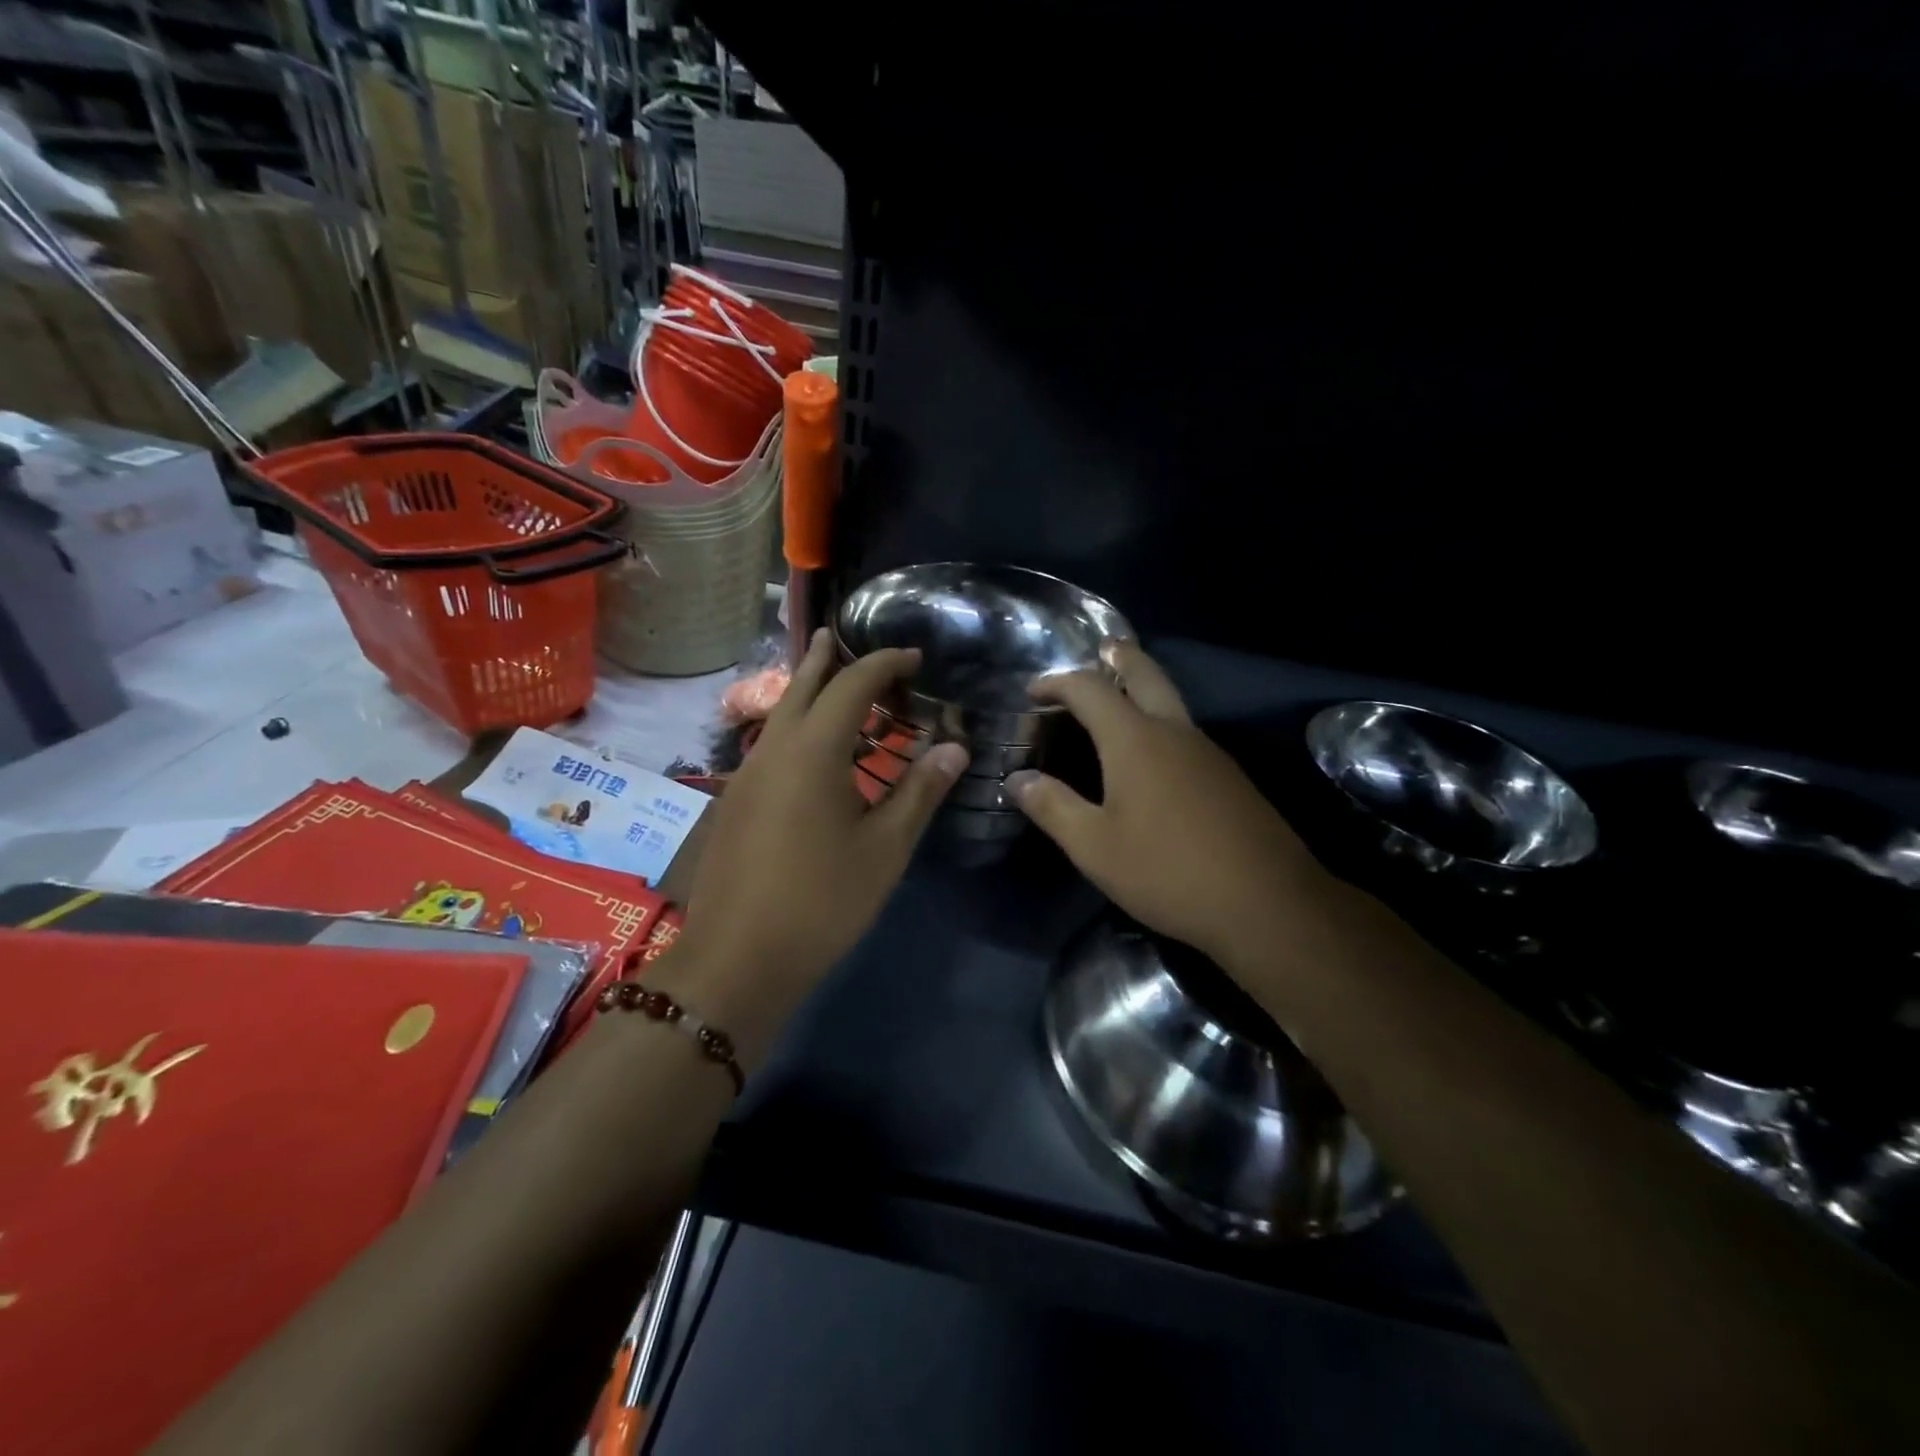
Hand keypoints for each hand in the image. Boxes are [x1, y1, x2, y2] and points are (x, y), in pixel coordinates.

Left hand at [666, 630, 968, 1056]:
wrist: (737, 960)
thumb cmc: (822, 901)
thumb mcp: (885, 848)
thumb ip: (920, 791)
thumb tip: (955, 748)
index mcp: (813, 750)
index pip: (851, 685)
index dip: (884, 664)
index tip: (914, 658)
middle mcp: (773, 749)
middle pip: (800, 686)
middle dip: (825, 659)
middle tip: (841, 637)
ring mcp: (746, 776)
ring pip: (779, 715)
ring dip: (806, 694)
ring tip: (829, 685)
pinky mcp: (734, 803)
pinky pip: (769, 745)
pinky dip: (795, 729)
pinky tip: (810, 754)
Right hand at [1007, 643, 1322, 965]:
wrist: (1267, 903)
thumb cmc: (1167, 871)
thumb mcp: (1095, 847)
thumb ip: (1052, 807)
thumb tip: (1017, 779)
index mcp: (1135, 740)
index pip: (1089, 690)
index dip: (1057, 683)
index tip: (1033, 691)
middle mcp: (1174, 732)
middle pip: (1146, 674)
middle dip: (1119, 658)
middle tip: (1101, 650)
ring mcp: (1209, 752)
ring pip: (1171, 701)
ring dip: (1143, 688)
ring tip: (1118, 699)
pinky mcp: (1229, 777)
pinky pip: (1186, 731)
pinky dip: (1160, 722)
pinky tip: (1153, 756)